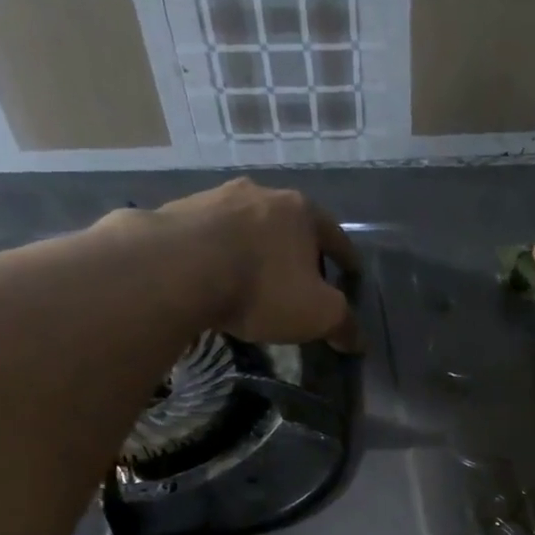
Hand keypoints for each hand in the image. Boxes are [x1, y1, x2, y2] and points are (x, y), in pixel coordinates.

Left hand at [103, 178, 361, 350]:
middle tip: (303, 280)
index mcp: (301, 211)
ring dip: (257, 250)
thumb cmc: (262, 287)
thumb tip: (358, 340)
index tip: (353, 275)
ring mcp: (216, 197)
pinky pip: (213, 236)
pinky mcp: (179, 211)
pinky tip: (218, 277)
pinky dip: (222, 254)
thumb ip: (344, 325)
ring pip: (249, 227)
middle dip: (299, 252)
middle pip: (290, 226)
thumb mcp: (318, 315)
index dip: (347, 260)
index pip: (336, 237)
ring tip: (257, 280)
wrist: (176, 268)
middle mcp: (261, 193)